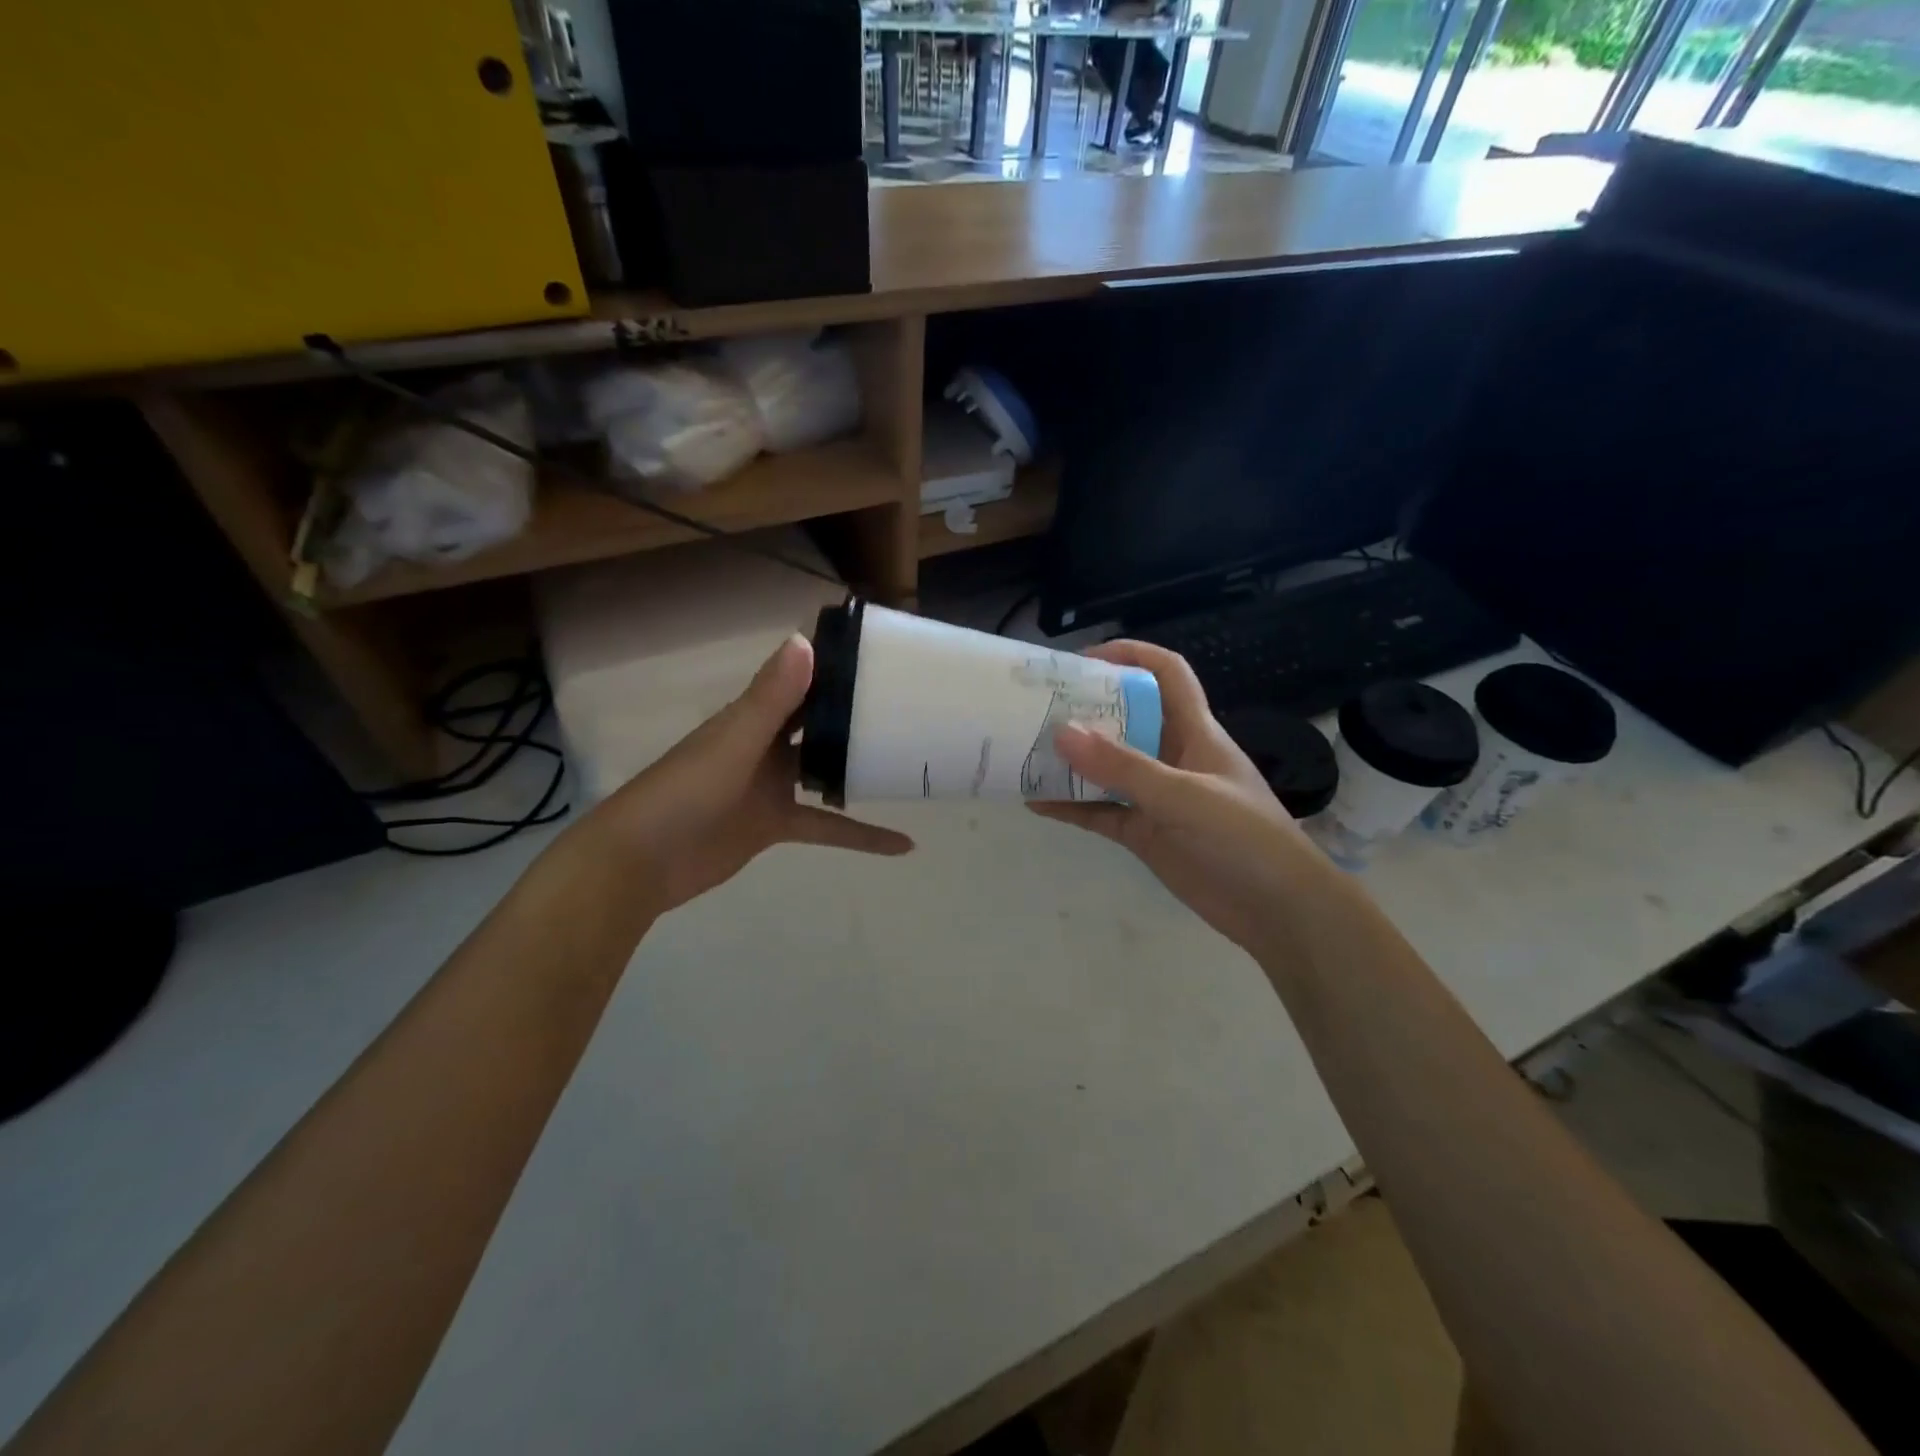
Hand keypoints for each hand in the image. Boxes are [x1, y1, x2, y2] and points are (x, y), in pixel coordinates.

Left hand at [589, 635, 911, 916]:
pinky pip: (827, 825)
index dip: (837, 666)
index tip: (885, 654)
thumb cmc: (684, 791)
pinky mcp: (776, 824)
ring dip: (861, 767)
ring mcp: (772, 786)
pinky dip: (861, 836)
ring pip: (826, 770)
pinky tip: (902, 843)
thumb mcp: (734, 741)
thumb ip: (771, 698)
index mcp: (754, 716)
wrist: (642, 862)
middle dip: (858, 714)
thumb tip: (805, 641)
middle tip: (914, 706)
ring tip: (913, 760)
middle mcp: (766, 744)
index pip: (801, 681)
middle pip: (819, 723)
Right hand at [1030, 641, 1321, 957]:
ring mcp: (1156, 797)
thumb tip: (1062, 732)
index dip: (1130, 656)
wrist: (1278, 912)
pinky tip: (1035, 802)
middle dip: (1084, 708)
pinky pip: (1099, 812)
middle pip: (1125, 718)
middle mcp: (1172, 757)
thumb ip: (1124, 767)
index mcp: (1194, 732)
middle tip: (1035, 705)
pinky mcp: (1144, 833)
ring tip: (1024, 750)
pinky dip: (1070, 807)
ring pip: (1106, 768)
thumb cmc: (1245, 838)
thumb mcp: (1185, 796)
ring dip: (1070, 760)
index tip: (1082, 661)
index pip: (1166, 674)